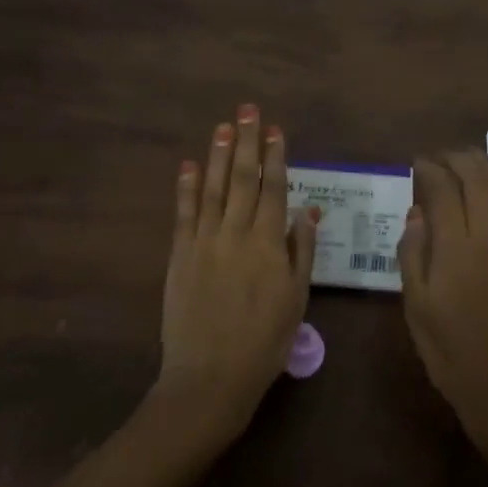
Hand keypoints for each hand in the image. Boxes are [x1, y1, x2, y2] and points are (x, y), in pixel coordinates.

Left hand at [155, 104, 317, 443]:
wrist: (210, 377)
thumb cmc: (263, 342)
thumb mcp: (295, 300)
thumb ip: (300, 252)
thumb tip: (307, 211)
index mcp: (268, 244)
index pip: (273, 189)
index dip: (275, 157)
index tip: (275, 129)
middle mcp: (236, 233)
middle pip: (242, 179)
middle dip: (246, 142)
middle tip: (248, 110)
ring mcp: (204, 241)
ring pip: (212, 188)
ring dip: (217, 155)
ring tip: (222, 126)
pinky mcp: (180, 255)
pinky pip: (183, 214)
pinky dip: (185, 187)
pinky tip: (188, 165)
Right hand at [398, 150, 487, 446]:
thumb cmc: (446, 348)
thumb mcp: (414, 304)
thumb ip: (413, 252)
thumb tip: (417, 210)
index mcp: (453, 249)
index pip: (442, 191)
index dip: (429, 170)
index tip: (416, 163)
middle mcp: (487, 239)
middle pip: (476, 181)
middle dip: (457, 159)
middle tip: (440, 156)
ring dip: (487, 167)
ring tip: (469, 159)